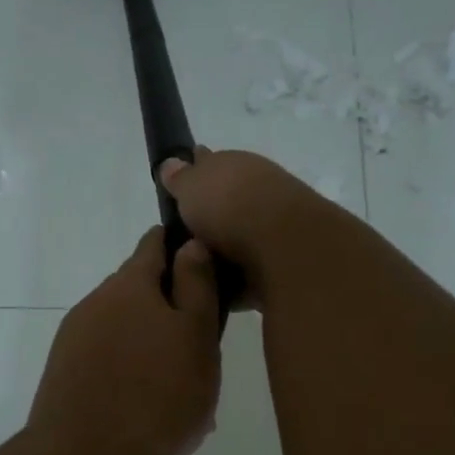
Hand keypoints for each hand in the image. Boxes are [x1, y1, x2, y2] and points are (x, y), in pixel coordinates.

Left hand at [27, 228, 222, 454]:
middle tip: (201, 347)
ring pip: (123, 332)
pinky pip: (106, 362)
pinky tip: (148, 410)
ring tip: (178, 390)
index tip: (206, 268)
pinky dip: (129, 373)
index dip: (181, 249)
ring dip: (150, 347)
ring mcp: (73, 340)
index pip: (154, 245)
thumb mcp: (196, 337)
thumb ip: (196, 286)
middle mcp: (95, 303)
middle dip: (169, 309)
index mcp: (128, 285)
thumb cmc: (158, 397)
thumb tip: (192, 244)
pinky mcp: (63, 375)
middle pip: (137, 292)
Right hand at [158, 149, 336, 307]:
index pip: (210, 165)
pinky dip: (233, 280)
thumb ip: (179, 178)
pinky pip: (247, 271)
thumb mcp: (191, 186)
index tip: (175, 193)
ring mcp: (272, 227)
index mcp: (236, 165)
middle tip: (177, 242)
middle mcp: (257, 191)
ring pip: (236, 238)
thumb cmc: (229, 206)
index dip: (193, 176)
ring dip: (219, 251)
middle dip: (206, 220)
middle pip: (224, 205)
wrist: (282, 244)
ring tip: (189, 271)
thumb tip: (172, 163)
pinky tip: (212, 291)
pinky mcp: (279, 262)